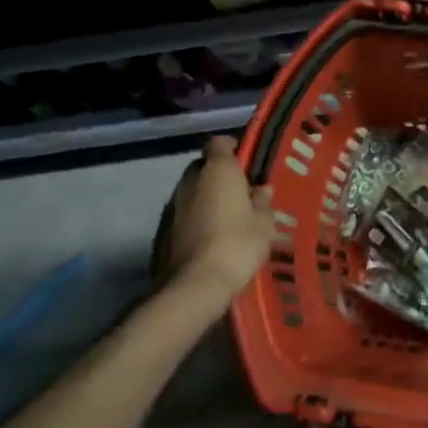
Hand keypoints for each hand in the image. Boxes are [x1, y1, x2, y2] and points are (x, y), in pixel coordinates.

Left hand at [162, 136, 275, 299]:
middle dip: (218, 174)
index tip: (245, 161)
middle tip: (239, 191)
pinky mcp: (162, 230)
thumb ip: (263, 202)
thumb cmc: (237, 244)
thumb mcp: (264, 224)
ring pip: (192, 191)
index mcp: (218, 170)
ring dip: (205, 197)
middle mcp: (191, 180)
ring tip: (226, 216)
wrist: (196, 285)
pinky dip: (195, 218)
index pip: (219, 143)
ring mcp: (173, 205)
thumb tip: (262, 189)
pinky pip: (183, 214)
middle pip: (203, 166)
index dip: (232, 148)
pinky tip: (210, 236)